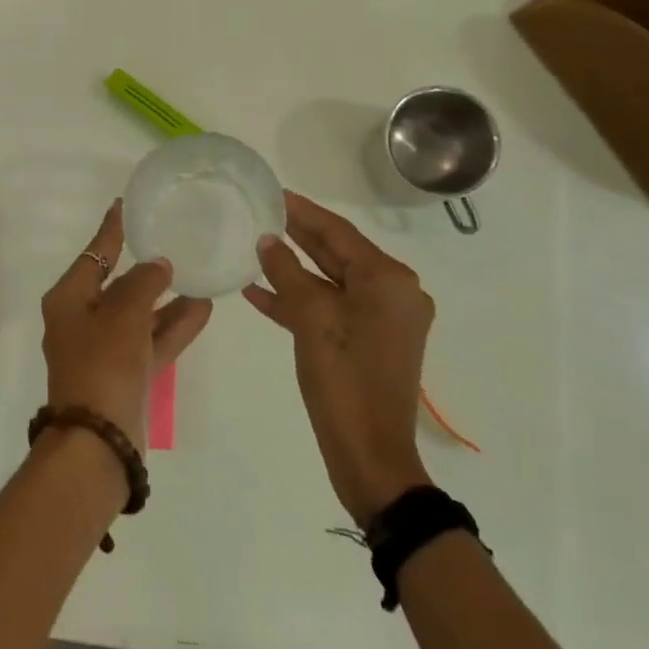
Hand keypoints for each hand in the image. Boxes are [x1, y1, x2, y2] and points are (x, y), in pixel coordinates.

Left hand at [40, 200, 213, 451]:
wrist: (99, 441)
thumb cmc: (103, 364)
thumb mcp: (124, 313)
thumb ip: (144, 282)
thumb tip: (158, 265)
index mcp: (69, 299)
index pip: (94, 253)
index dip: (112, 229)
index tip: (125, 204)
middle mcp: (82, 320)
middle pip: (118, 284)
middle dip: (147, 267)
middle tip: (174, 241)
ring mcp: (104, 350)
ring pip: (140, 314)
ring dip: (167, 298)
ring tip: (199, 274)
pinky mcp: (125, 374)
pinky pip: (151, 341)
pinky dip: (174, 326)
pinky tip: (203, 309)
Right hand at [244, 192, 435, 525]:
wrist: (370, 456)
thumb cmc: (344, 380)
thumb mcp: (311, 319)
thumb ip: (288, 272)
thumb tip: (268, 240)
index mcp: (389, 280)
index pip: (339, 233)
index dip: (304, 211)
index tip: (274, 192)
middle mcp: (393, 293)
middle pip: (338, 254)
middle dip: (298, 236)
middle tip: (262, 214)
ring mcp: (382, 320)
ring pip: (331, 283)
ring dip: (294, 270)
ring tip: (254, 249)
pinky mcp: (369, 343)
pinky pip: (332, 310)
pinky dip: (300, 302)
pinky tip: (260, 293)